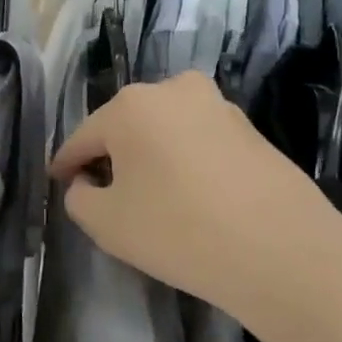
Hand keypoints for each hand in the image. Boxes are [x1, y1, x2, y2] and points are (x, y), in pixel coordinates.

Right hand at [50, 72, 341, 315]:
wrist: (283, 251)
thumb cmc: (179, 231)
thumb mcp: (107, 223)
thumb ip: (79, 198)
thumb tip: (87, 183)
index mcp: (131, 106)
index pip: (84, 137)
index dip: (66, 163)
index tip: (57, 181)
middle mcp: (173, 90)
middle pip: (126, 126)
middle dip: (111, 155)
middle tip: (103, 191)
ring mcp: (217, 106)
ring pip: (165, 130)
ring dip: (151, 155)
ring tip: (150, 194)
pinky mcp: (250, 128)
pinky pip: (199, 141)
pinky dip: (185, 161)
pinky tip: (190, 195)